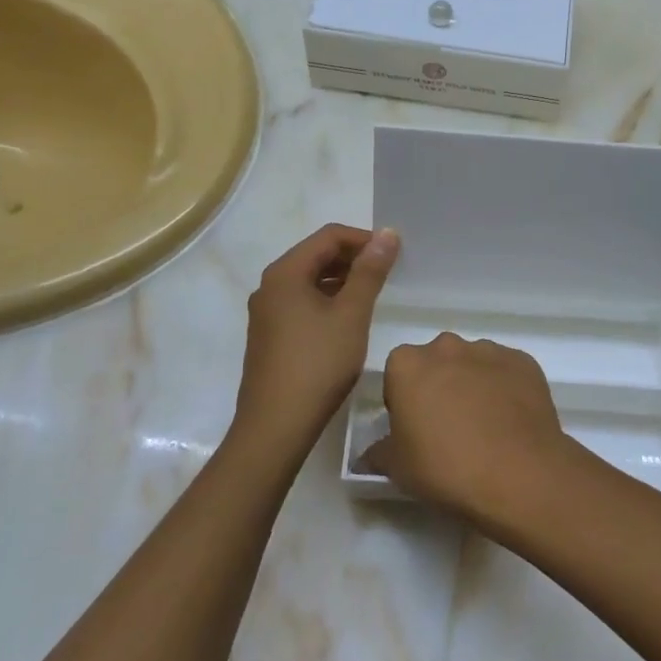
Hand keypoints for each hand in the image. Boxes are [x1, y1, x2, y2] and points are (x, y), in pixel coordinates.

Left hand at [233, 224, 398, 460]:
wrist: (276, 426)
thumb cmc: (318, 364)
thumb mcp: (351, 315)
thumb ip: (370, 272)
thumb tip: (387, 234)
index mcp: (285, 273)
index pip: (329, 236)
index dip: (364, 239)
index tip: (394, 254)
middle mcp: (270, 286)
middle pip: (316, 255)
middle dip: (353, 258)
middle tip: (388, 273)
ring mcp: (266, 312)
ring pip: (309, 280)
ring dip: (342, 280)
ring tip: (373, 295)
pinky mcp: (270, 336)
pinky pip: (302, 303)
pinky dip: (328, 301)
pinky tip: (348, 321)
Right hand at [366, 333, 574, 517]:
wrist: (518, 475)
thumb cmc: (446, 468)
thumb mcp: (397, 469)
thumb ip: (378, 453)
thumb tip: (370, 454)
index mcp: (408, 364)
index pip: (397, 374)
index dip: (403, 400)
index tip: (414, 428)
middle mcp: (447, 346)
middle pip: (436, 362)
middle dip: (439, 386)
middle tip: (448, 427)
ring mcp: (489, 350)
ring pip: (473, 364)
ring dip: (473, 385)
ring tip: (485, 427)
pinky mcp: (524, 361)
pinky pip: (506, 372)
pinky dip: (505, 389)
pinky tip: (511, 422)